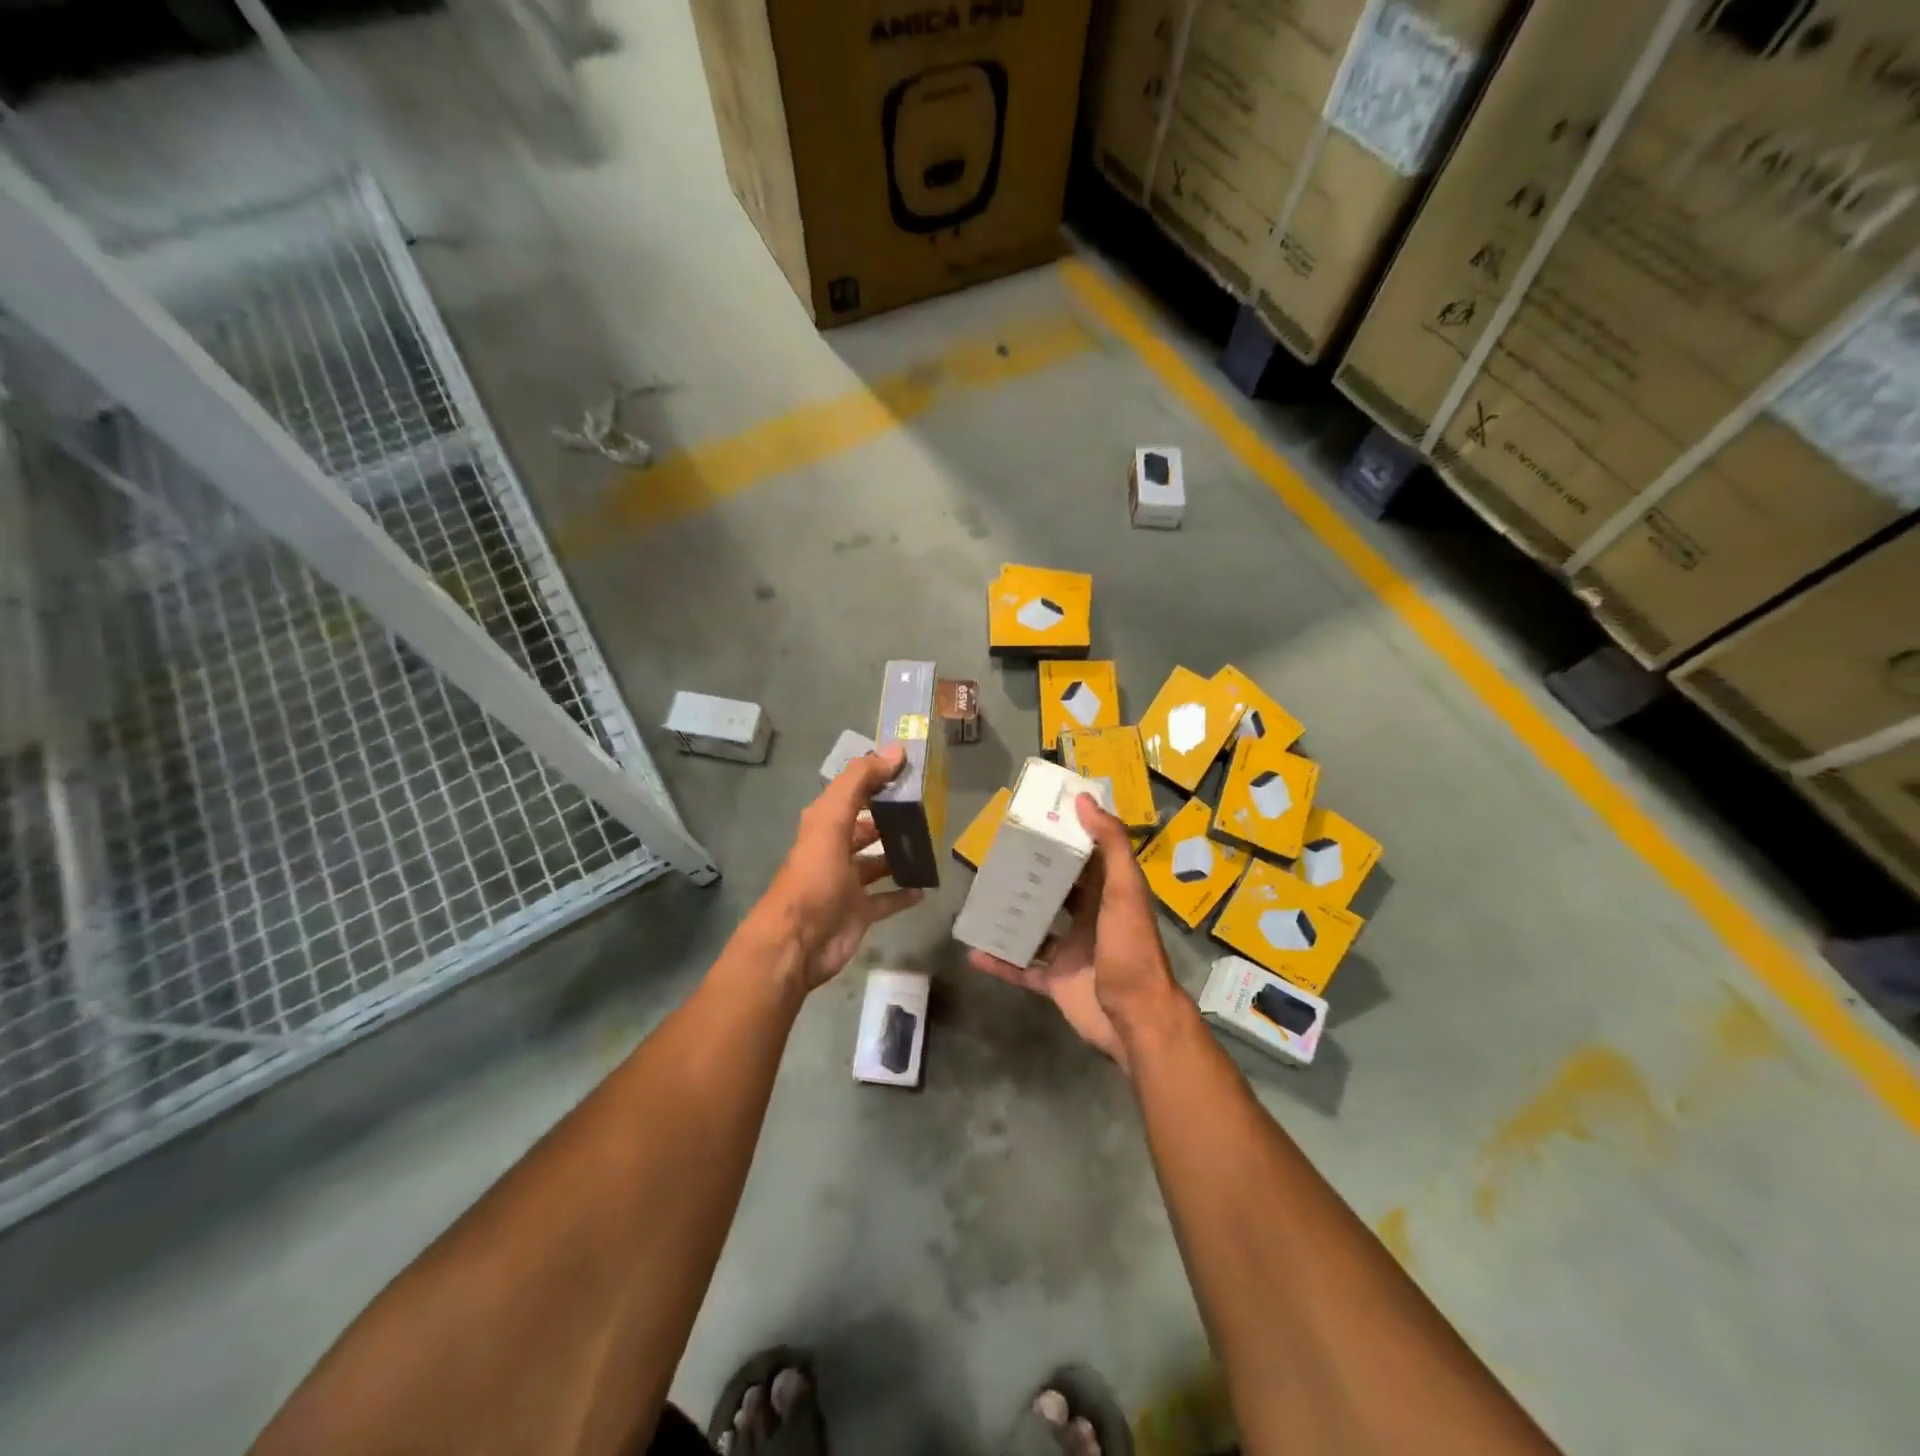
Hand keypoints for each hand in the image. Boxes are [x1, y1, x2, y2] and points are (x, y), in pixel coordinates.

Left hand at [751, 745, 924, 991]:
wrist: (798, 943)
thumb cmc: (814, 877)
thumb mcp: (831, 821)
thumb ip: (859, 783)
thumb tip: (895, 750)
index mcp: (824, 825)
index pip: (853, 793)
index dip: (876, 778)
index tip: (911, 768)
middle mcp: (835, 850)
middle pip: (865, 828)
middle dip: (890, 817)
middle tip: (928, 808)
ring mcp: (848, 884)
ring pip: (877, 862)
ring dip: (899, 854)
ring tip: (931, 843)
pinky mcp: (860, 912)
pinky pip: (887, 899)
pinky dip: (904, 893)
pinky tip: (926, 886)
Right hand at [966, 794, 1179, 1071]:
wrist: (1135, 1019)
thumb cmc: (1130, 949)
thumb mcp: (1125, 891)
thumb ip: (1110, 846)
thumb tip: (1084, 800)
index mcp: (1108, 895)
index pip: (1085, 858)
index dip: (1064, 837)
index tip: (1035, 819)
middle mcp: (1089, 919)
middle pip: (1056, 891)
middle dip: (1030, 875)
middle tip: (997, 856)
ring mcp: (1070, 952)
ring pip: (1034, 928)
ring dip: (1010, 916)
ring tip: (980, 898)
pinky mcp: (1055, 982)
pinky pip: (1021, 968)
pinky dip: (999, 962)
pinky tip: (973, 951)